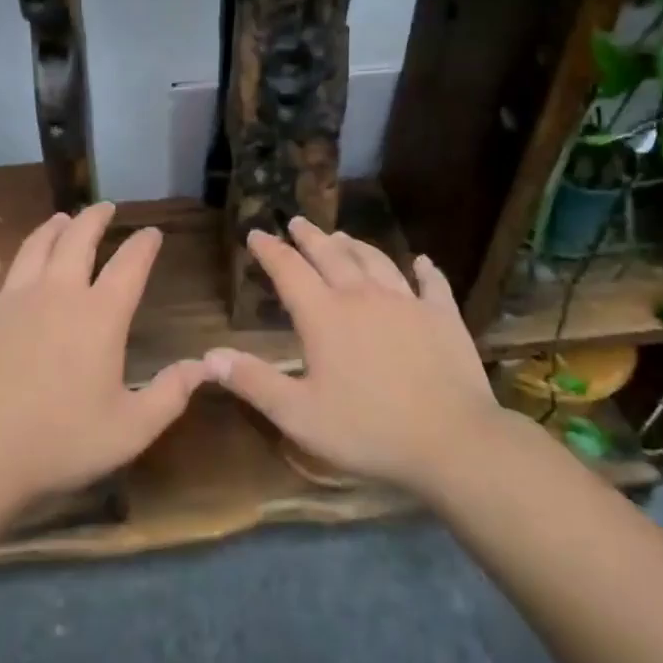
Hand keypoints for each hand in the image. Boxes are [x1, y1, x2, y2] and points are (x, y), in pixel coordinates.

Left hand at [0, 203, 210, 515]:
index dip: (144, 245)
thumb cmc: (59, 443)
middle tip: (105, 207)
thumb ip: (171, 394)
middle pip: (78, 239)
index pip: (130, 265)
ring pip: (34, 248)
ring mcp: (11, 298)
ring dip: (51, 229)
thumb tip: (206, 365)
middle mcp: (58, 292)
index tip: (152, 232)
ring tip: (60, 219)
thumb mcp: (130, 429)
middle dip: (95, 218)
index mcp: (100, 315)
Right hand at [208, 218, 509, 498]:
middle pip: (332, 255)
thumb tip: (209, 355)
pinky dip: (425, 270)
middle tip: (298, 221)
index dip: (270, 250)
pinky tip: (423, 261)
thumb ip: (254, 382)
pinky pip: (432, 284)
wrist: (452, 440)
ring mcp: (407, 303)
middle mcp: (362, 297)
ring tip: (343, 235)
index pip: (289, 271)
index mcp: (325, 316)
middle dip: (311, 237)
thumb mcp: (299, 415)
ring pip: (376, 261)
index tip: (257, 233)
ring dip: (356, 245)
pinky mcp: (442, 317)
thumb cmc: (368, 430)